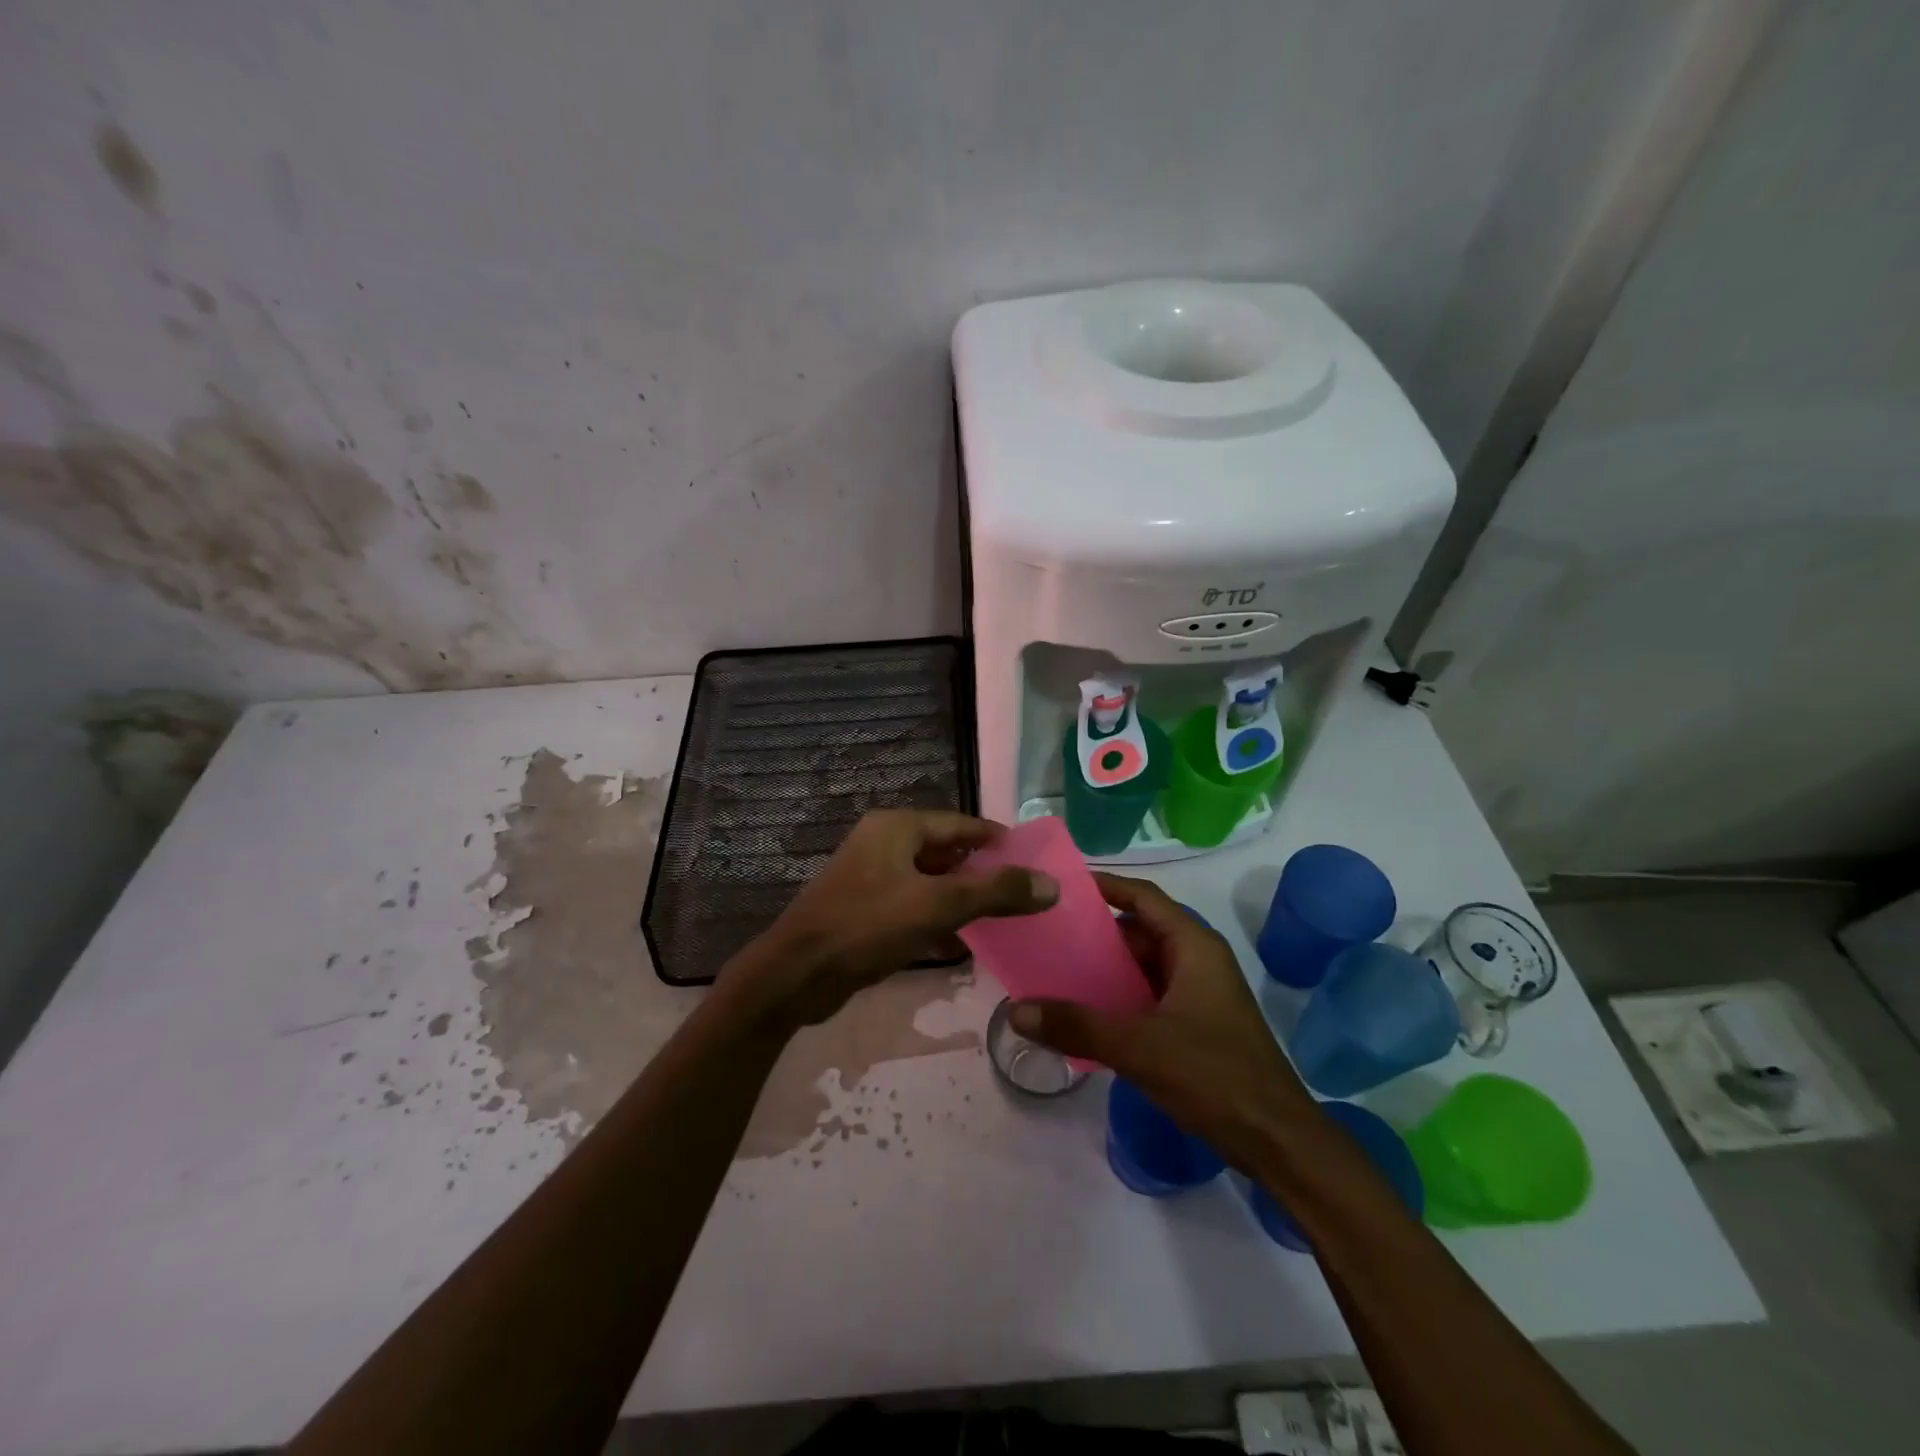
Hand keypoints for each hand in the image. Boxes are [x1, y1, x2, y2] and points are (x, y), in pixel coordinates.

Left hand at [724, 809, 1056, 1028]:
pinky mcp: (863, 906)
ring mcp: (869, 874)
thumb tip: (1050, 884)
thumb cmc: (867, 927)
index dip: (996, 840)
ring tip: (997, 913)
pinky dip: (935, 912)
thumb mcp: (938, 905)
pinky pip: (911, 900)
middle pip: (945, 848)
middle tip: (1019, 890)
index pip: (960, 823)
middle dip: (980, 869)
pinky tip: (957, 936)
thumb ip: (996, 892)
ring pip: (928, 877)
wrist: (796, 975)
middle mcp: (882, 841)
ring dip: (959, 892)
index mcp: (897, 827)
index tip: (1030, 859)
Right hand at [1009, 873, 1309, 1171]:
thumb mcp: (1139, 1047)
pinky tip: (1085, 1014)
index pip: (1143, 896)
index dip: (1104, 886)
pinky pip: (1149, 995)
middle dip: (1095, 932)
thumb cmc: (1214, 1076)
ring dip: (1104, 969)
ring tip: (1055, 972)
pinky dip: (1118, 997)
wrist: (1278, 1142)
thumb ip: (1076, 1026)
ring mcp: (1199, 993)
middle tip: (1046, 934)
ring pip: (1142, 966)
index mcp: (1193, 946)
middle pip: (1139, 930)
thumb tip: (1015, 1010)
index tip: (1061, 886)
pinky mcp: (1197, 1024)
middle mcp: (1197, 960)